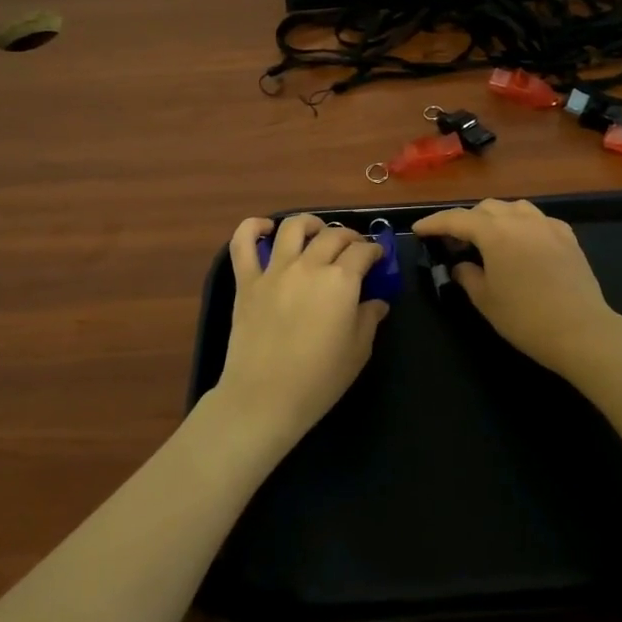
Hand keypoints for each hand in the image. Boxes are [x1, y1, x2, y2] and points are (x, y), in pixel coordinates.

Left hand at [213, 214, 390, 451]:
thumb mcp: (358, 351)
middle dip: (349, 237)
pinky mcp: (247, 281)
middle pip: (333, 235)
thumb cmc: (319, 379)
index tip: (378, 258)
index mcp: (341, 281)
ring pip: (293, 227)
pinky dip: (253, 228)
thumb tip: (376, 302)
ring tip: (317, 231)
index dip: (375, 251)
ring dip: (310, 223)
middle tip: (354, 249)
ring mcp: (275, 271)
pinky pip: (243, 244)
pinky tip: (266, 228)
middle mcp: (309, 266)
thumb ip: (369, 318)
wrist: (264, 398)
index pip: (363, 252)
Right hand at [412, 198, 621, 379]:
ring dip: (495, 218)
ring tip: (487, 238)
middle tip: (453, 241)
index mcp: (495, 233)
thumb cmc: (526, 318)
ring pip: (514, 208)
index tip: (419, 229)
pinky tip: (521, 242)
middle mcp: (521, 220)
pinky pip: (538, 220)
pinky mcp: (568, 237)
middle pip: (486, 209)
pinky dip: (522, 225)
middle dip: (466, 220)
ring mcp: (548, 225)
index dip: (435, 223)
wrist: (581, 331)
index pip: (457, 219)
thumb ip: (468, 276)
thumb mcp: (486, 300)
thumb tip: (461, 265)